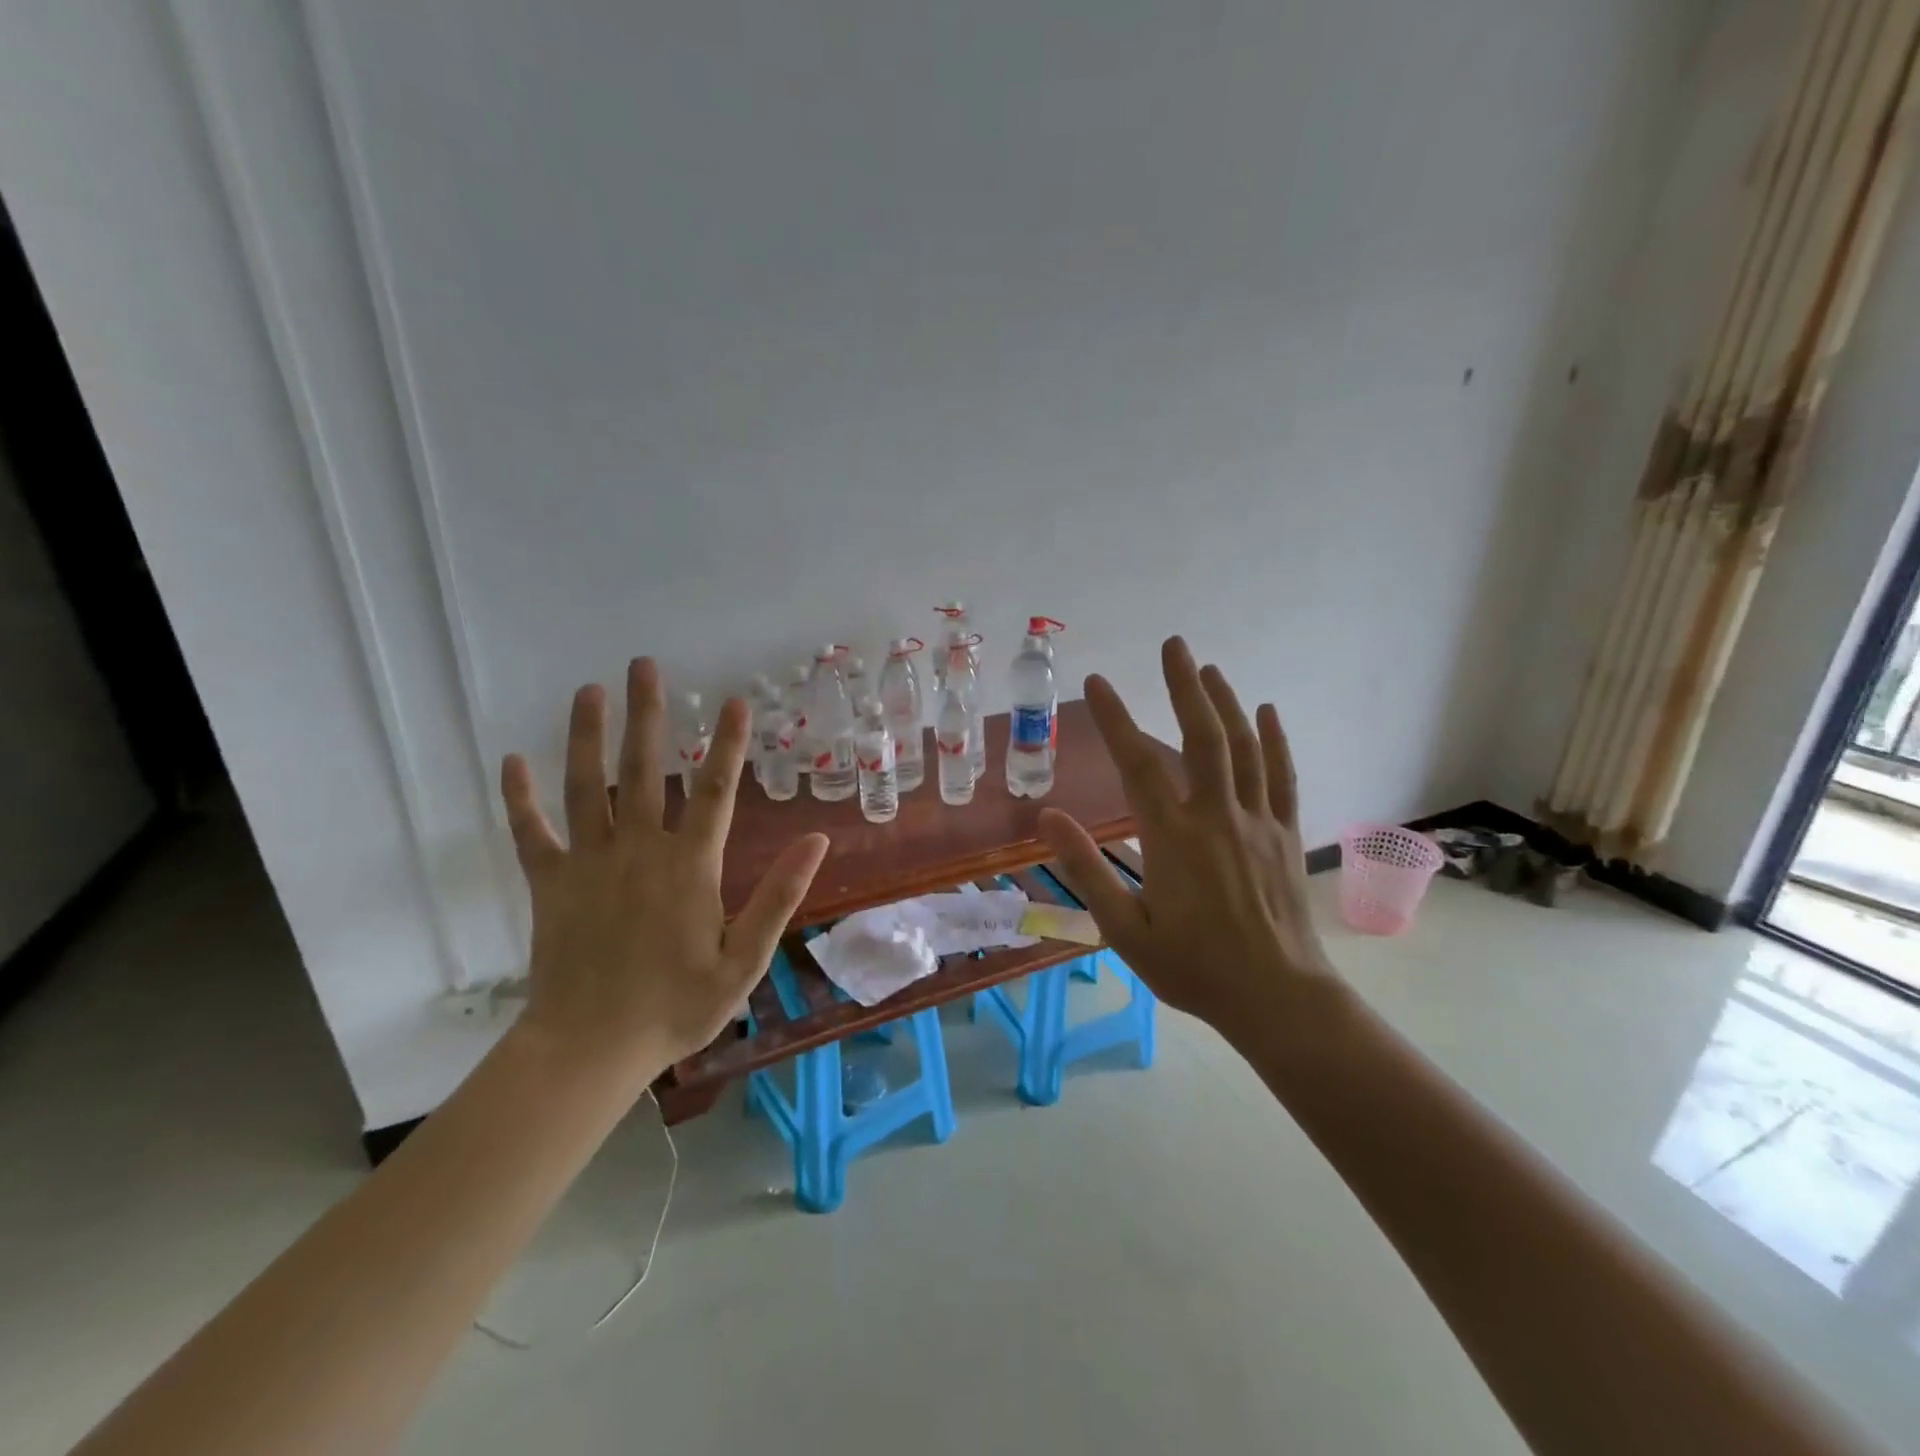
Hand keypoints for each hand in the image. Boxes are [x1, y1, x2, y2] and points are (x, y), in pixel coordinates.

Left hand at [498, 657, 828, 1086]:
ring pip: (586, 787)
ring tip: (588, 691)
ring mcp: (589, 864)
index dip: (729, 744)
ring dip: (587, 736)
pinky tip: (512, 762)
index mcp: (690, 867)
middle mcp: (639, 851)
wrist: (589, 1049)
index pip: (716, 791)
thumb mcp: (744, 961)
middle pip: (645, 770)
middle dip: (648, 716)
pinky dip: (519, 799)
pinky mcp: (549, 884)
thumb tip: (817, 841)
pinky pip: (531, 833)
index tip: (736, 702)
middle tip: (644, 667)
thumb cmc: (675, 1008)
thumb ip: (779, 897)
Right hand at [1039, 636, 1332, 1036]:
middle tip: (1173, 644)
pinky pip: (1281, 776)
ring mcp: (1257, 822)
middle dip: (1184, 686)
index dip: (1115, 719)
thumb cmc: (1193, 968)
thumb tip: (1047, 817)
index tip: (1098, 682)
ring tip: (1208, 668)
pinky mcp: (1285, 834)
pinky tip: (1267, 711)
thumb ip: (1086, 870)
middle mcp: (1217, 816)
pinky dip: (1274, 740)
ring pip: (1244, 748)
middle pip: (1202, 737)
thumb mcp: (1124, 930)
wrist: (1277, 998)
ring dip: (1225, 702)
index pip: (1138, 764)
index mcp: (1173, 838)